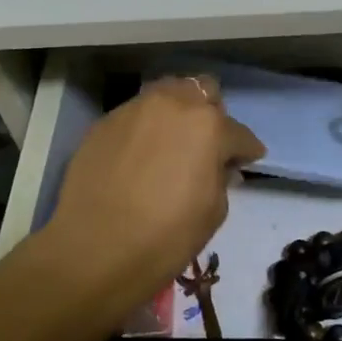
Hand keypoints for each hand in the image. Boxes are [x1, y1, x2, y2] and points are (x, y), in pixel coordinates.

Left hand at [38, 76, 264, 328]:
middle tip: (207, 144)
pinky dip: (145, 128)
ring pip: (166, 94)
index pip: (240, 133)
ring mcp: (135, 109)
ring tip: (172, 142)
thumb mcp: (214, 211)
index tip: (246, 162)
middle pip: (203, 91)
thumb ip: (221, 177)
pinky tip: (140, 155)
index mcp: (209, 126)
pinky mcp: (104, 122)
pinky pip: (135, 115)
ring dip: (177, 112)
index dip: (246, 151)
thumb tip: (220, 166)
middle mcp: (173, 104)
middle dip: (212, 113)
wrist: (95, 249)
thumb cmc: (167, 236)